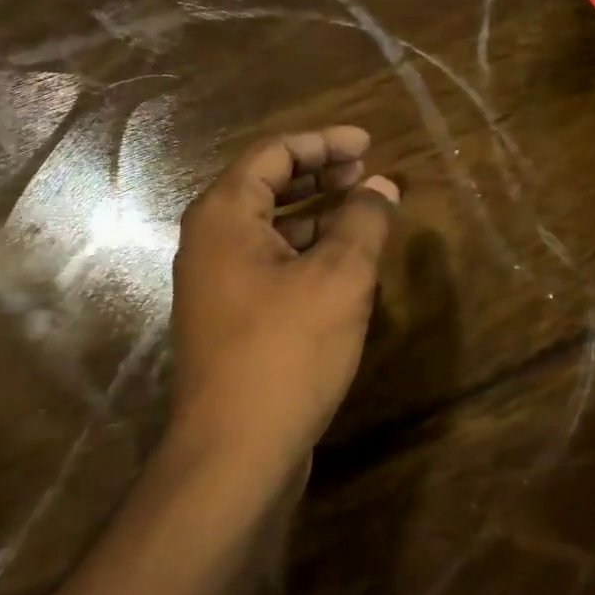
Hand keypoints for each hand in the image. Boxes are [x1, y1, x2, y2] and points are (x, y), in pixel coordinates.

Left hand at [168, 126, 399, 474]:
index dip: (325, 143)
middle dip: (320, 175)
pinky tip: (342, 264)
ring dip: (317, 214)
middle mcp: (210, 241)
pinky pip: (271, 264)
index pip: (274, 154)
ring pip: (270, 229)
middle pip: (267, 187)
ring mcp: (216, 283)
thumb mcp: (340, 277)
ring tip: (364, 213)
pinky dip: (306, 252)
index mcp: (224, 215)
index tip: (369, 144)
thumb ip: (365, 222)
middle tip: (367, 173)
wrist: (235, 451)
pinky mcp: (230, 318)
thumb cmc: (286, 350)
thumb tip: (384, 187)